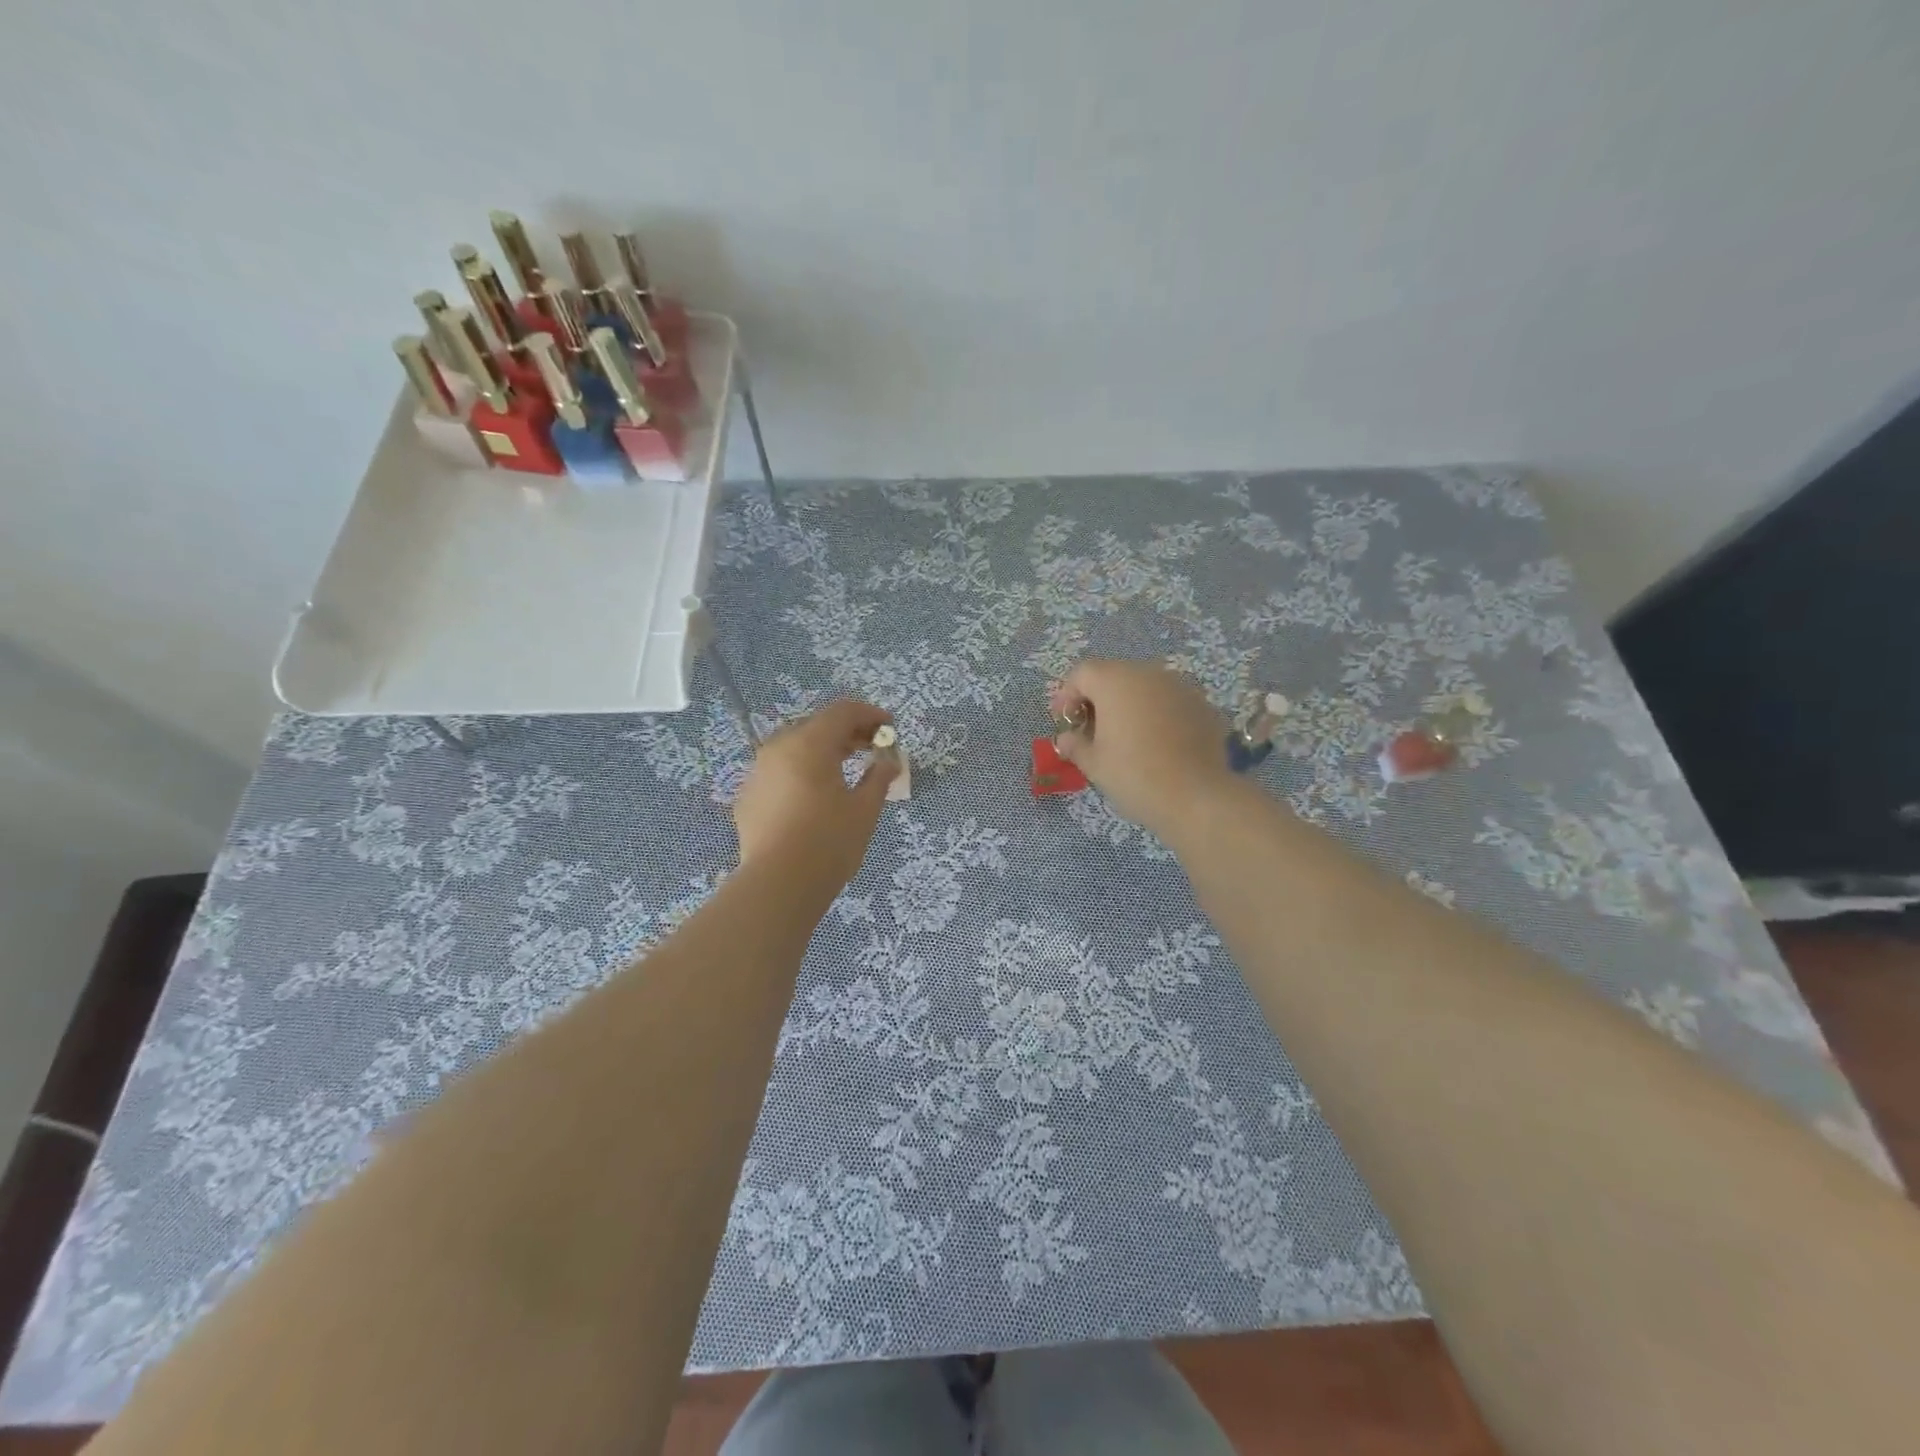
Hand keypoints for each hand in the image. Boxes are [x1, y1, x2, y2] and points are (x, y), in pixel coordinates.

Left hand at [732, 700, 898, 890]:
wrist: (777, 886)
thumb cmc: (829, 842)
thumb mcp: (865, 809)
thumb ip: (879, 777)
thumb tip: (888, 763)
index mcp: (809, 744)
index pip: (843, 712)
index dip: (870, 714)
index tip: (890, 728)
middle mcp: (778, 748)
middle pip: (817, 726)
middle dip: (847, 732)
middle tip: (872, 748)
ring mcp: (758, 772)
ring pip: (795, 748)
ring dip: (823, 751)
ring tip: (845, 770)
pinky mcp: (748, 796)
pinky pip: (779, 772)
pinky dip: (801, 772)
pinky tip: (814, 797)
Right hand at [1052, 660, 1238, 840]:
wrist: (1196, 797)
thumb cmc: (1134, 775)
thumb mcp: (1094, 764)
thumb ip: (1075, 745)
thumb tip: (1066, 739)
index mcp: (1115, 681)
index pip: (1082, 674)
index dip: (1067, 695)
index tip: (1064, 722)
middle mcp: (1148, 674)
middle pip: (1114, 676)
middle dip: (1099, 699)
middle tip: (1091, 731)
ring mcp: (1180, 687)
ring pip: (1145, 688)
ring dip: (1130, 705)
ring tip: (1125, 738)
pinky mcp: (1202, 705)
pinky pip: (1169, 703)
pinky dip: (1157, 715)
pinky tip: (1157, 744)